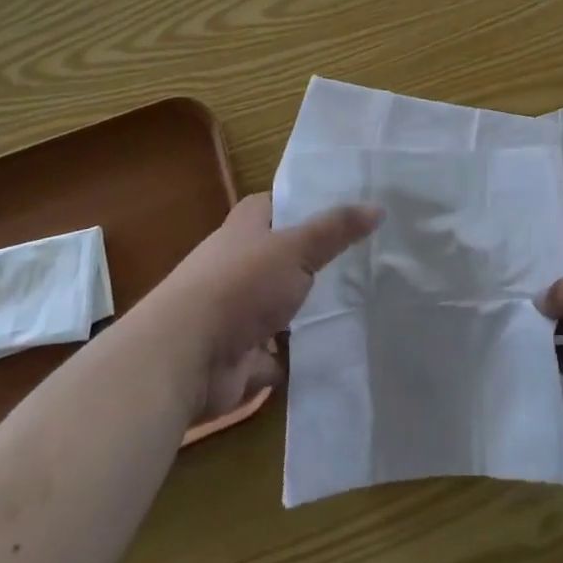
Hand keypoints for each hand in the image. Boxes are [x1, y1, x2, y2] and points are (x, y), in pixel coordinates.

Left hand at [155, 192, 379, 421]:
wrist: (184, 357)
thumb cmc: (239, 284)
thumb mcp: (297, 247)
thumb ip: (337, 229)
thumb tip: (379, 207)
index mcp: (246, 226)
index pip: (283, 204)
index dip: (312, 205)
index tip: (353, 211)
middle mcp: (240, 262)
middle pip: (286, 256)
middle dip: (319, 262)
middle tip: (370, 261)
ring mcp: (239, 310)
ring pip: (285, 304)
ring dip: (311, 311)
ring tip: (364, 305)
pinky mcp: (241, 353)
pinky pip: (281, 352)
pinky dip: (302, 354)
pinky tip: (340, 349)